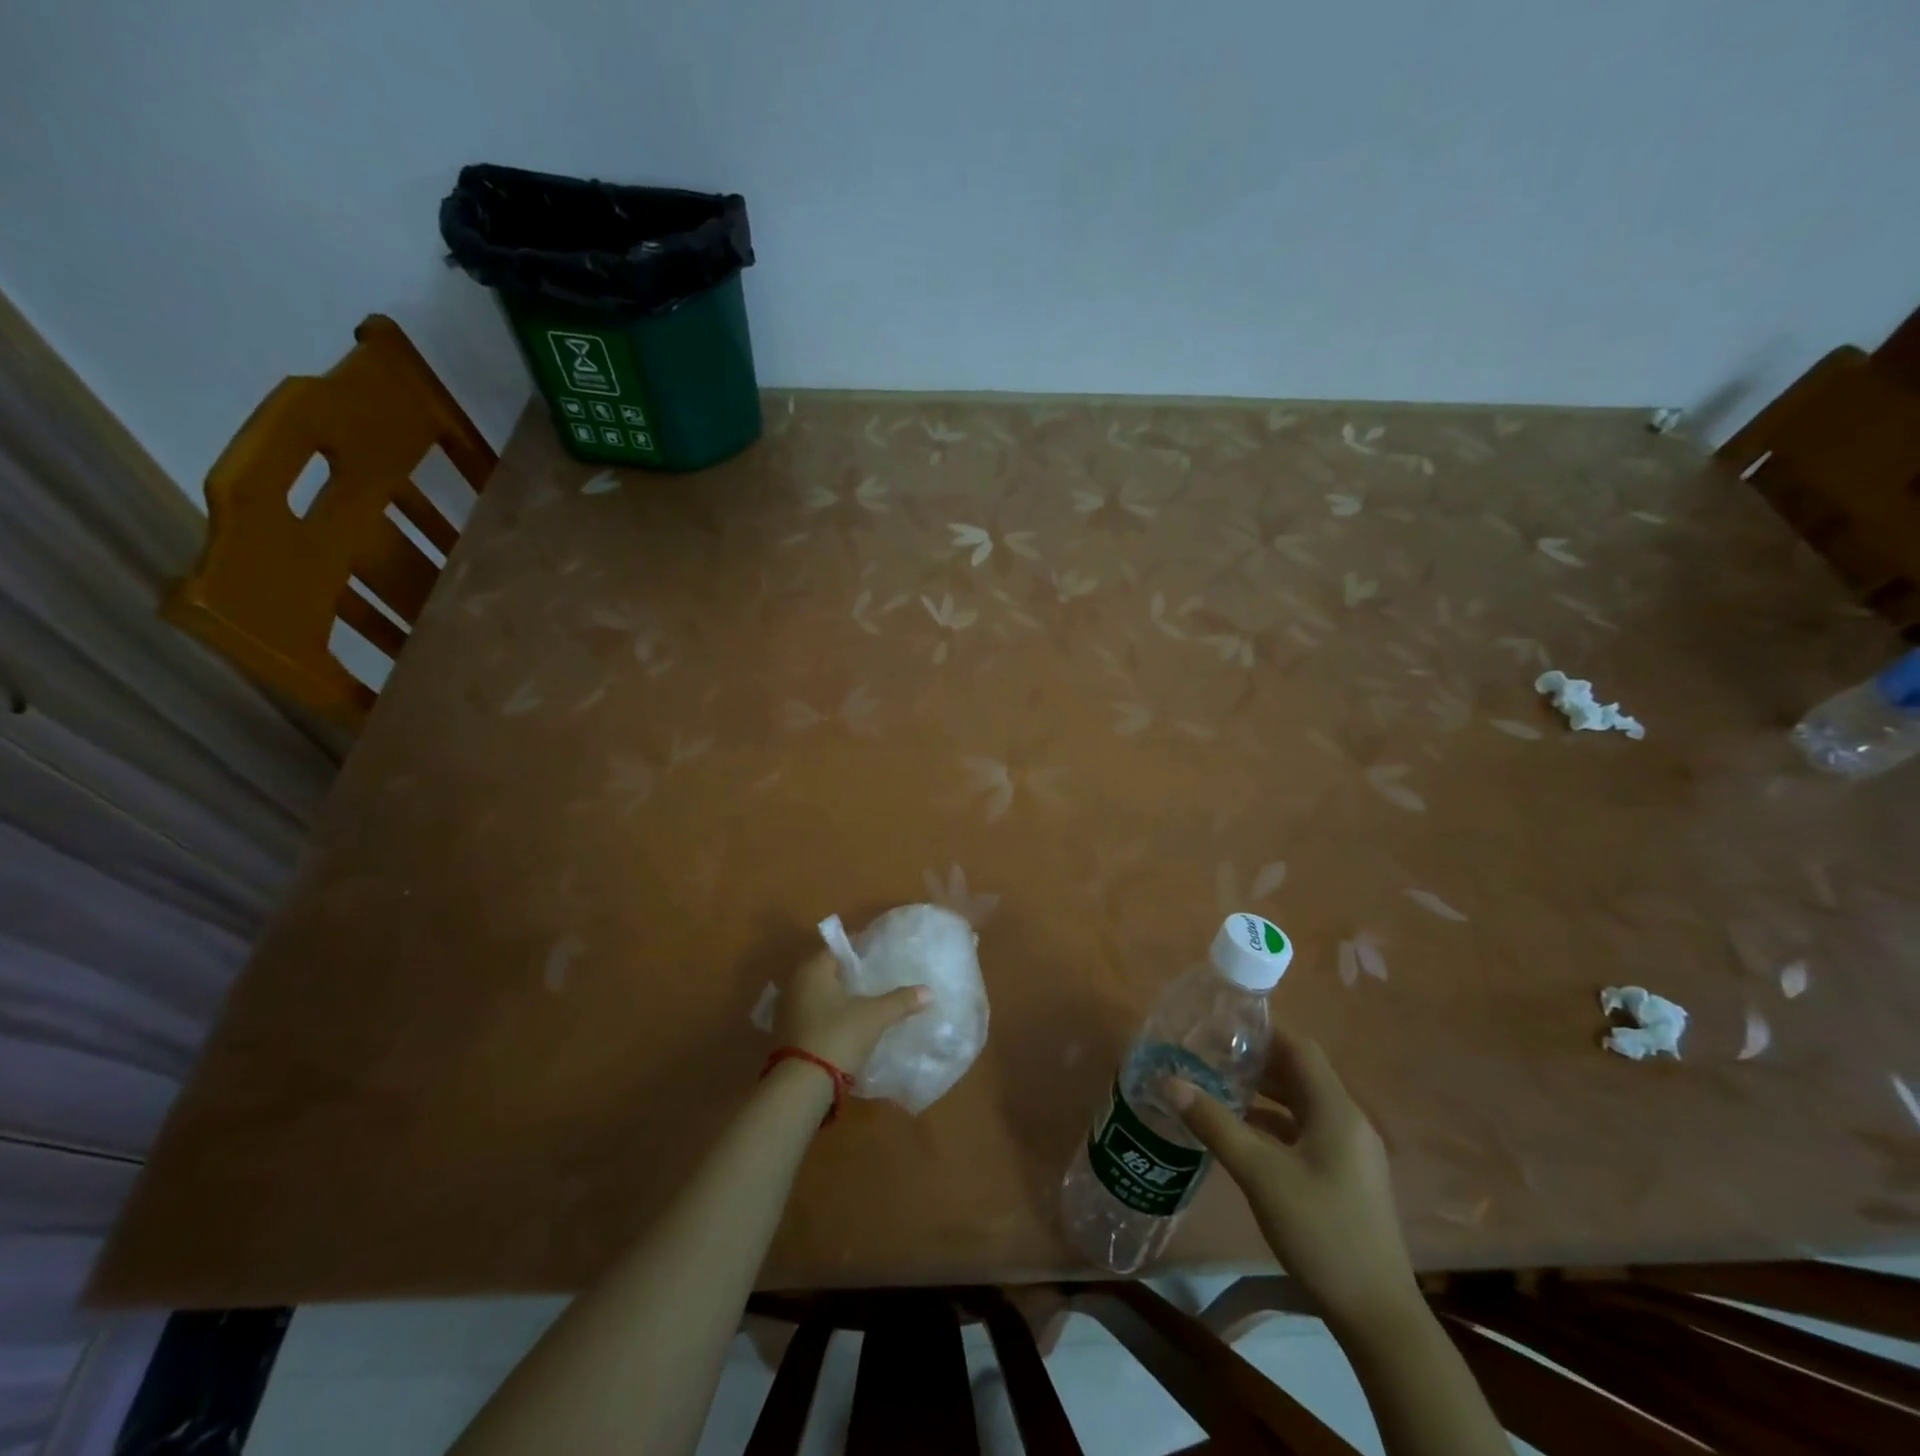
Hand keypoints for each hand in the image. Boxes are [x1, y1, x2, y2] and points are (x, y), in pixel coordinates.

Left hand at [776, 950, 929, 1074]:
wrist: (802, 1085)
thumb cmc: (838, 1036)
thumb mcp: (875, 1016)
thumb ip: (901, 1001)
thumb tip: (929, 991)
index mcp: (812, 969)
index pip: (837, 948)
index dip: (859, 948)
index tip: (878, 952)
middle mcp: (794, 983)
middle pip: (826, 970)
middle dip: (849, 973)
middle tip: (875, 976)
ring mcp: (787, 1010)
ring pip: (818, 994)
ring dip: (838, 996)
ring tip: (865, 1001)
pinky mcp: (785, 1034)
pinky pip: (812, 1013)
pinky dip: (828, 1014)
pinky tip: (847, 1024)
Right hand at [1169, 1034, 1419, 1334]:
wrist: (1377, 1316)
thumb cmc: (1320, 1231)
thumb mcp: (1259, 1174)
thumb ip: (1214, 1123)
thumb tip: (1169, 1081)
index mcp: (1337, 1111)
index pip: (1300, 1049)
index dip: (1263, 1032)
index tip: (1222, 1024)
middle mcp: (1349, 1122)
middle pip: (1300, 1074)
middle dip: (1257, 1062)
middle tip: (1211, 1055)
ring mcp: (1350, 1152)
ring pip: (1302, 1105)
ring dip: (1264, 1093)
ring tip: (1219, 1086)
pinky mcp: (1346, 1177)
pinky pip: (1306, 1132)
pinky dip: (1274, 1123)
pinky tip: (1242, 1133)